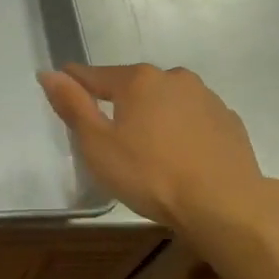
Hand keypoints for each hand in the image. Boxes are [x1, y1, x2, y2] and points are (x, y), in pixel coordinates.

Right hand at [39, 63, 263, 227]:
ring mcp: (207, 98)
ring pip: (166, 101)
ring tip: (144, 146)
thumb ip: (72, 105)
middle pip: (133, 86)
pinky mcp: (229, 122)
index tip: (61, 87)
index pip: (95, 75)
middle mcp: (174, 79)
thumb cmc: (150, 174)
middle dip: (117, 102)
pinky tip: (177, 154)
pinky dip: (179, 129)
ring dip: (151, 115)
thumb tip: (49, 73)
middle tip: (106, 132)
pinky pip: (192, 119)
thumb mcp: (97, 144)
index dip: (74, 82)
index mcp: (138, 80)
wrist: (225, 205)